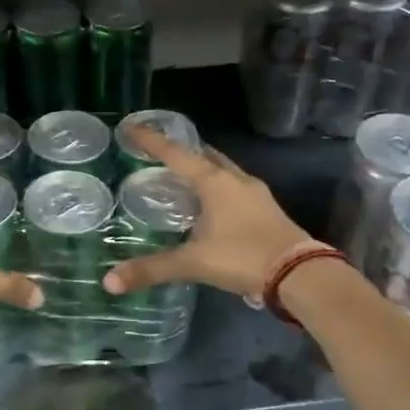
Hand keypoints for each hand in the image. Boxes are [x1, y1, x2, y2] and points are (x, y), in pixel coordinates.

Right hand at [102, 126, 307, 300]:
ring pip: (224, 170)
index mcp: (214, 182)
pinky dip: (218, 187)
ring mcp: (256, 193)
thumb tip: (109, 281)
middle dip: (181, 150)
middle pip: (204, 155)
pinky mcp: (268, 209)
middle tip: (159, 152)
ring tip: (183, 176)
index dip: (150, 140)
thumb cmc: (242, 257)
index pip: (175, 153)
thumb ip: (152, 269)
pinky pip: (236, 187)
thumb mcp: (193, 263)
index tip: (130, 127)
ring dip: (203, 168)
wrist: (300, 274)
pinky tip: (212, 205)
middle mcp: (235, 180)